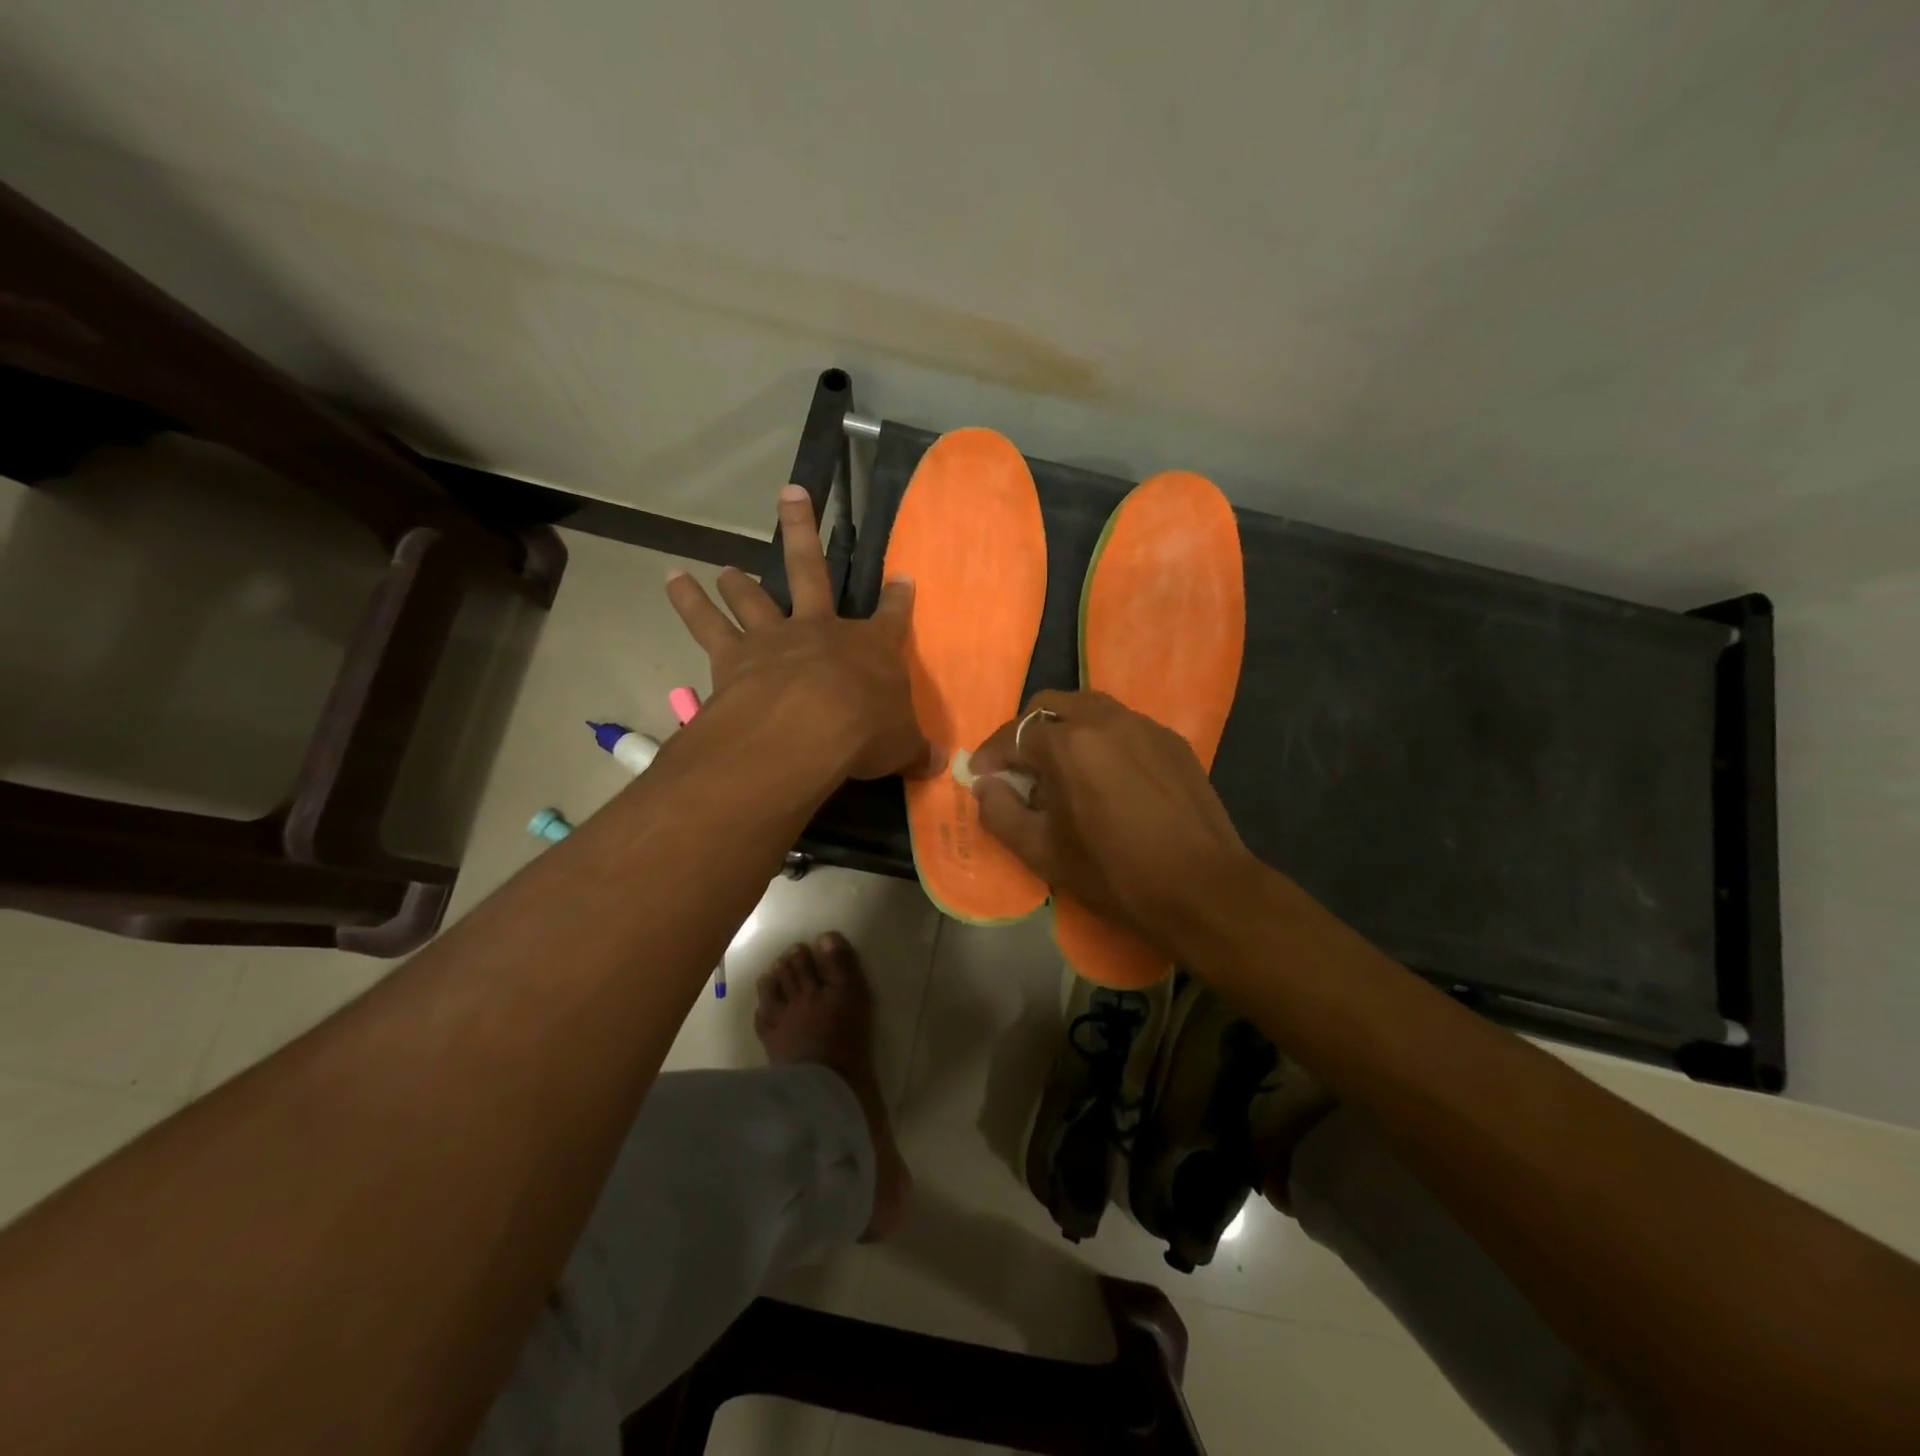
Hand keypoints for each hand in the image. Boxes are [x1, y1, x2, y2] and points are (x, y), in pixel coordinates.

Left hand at [667, 485, 932, 780]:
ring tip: (726, 568)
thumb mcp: (903, 746)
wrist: (806, 730)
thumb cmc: (864, 731)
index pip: (892, 617)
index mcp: (870, 648)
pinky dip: (688, 602)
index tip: (903, 577)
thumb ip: (915, 749)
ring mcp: (775, 638)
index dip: (900, 597)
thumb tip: (937, 763)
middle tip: (790, 494)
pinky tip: (672, 580)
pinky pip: (707, 624)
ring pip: (753, 598)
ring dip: (739, 582)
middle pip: (811, 570)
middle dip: (802, 531)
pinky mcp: (734, 656)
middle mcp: (821, 630)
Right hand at [969, 690, 1255, 948]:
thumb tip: (985, 786)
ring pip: (1090, 708)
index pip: (1013, 733)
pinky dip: (1102, 739)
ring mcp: (1144, 725)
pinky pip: (1124, 725)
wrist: (1202, 888)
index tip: (980, 776)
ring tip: (1062, 767)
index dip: (990, 755)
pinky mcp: (1172, 740)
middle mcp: (1105, 720)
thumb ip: (1001, 813)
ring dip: (1064, 728)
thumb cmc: (1114, 873)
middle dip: (1025, 731)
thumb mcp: (1042, 853)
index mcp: (1068, 744)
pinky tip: (1107, 775)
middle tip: (1019, 767)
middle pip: (1050, 705)